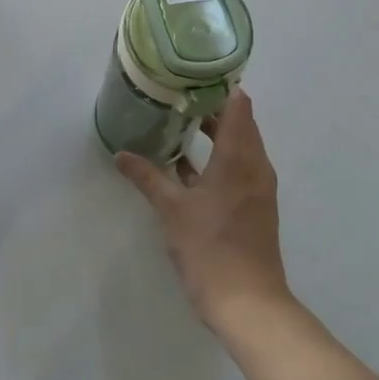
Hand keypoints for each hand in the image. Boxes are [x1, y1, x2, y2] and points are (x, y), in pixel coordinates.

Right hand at [116, 88, 291, 330]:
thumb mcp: (172, 210)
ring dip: (212, 134)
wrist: (249, 304)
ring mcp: (257, 188)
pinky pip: (236, 169)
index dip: (218, 86)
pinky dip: (215, 160)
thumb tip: (121, 155)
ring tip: (176, 123)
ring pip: (237, 147)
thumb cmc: (211, 248)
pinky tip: (184, 166)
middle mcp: (255, 166)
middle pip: (238, 123)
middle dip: (210, 108)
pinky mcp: (253, 207)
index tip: (191, 75)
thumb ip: (148, 177)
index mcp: (240, 157)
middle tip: (175, 96)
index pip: (238, 105)